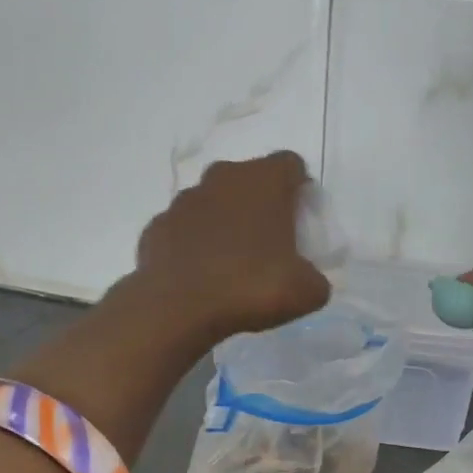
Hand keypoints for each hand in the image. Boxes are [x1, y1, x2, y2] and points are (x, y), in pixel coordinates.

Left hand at [134, 151, 330, 341]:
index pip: (291, 165)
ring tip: (232, 262)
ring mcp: (184, 201)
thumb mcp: (307, 291)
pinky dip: (194, 245)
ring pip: (213, 202)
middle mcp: (222, 178)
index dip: (300, 189)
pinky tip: (201, 275)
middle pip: (249, 180)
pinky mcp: (157, 226)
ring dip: (224, 222)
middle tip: (269, 242)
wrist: (179, 308)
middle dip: (260, 204)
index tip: (302, 220)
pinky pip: (184, 230)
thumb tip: (306, 278)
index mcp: (264, 181)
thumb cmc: (252, 287)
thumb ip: (315, 276)